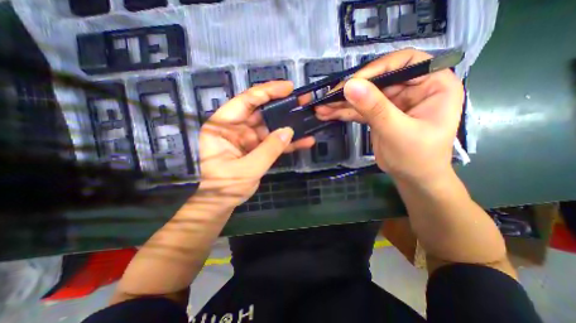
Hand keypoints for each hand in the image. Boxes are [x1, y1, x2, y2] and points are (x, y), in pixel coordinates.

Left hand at [199, 81, 314, 208]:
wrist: (223, 202)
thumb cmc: (225, 186)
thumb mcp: (247, 169)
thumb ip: (268, 150)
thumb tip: (288, 130)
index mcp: (223, 126)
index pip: (245, 101)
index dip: (266, 92)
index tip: (287, 88)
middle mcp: (235, 128)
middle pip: (260, 110)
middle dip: (281, 105)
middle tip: (302, 99)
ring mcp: (247, 138)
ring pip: (270, 125)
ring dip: (287, 123)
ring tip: (307, 116)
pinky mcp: (257, 147)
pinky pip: (273, 141)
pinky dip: (287, 142)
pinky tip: (304, 141)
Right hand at [314, 47, 462, 182]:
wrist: (412, 178)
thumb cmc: (417, 157)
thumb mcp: (397, 131)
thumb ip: (375, 108)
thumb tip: (351, 86)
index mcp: (432, 84)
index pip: (405, 62)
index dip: (378, 68)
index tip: (353, 82)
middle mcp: (411, 88)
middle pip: (377, 80)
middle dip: (351, 90)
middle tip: (328, 97)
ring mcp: (392, 102)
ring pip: (364, 96)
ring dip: (342, 102)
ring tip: (322, 107)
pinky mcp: (378, 114)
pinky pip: (359, 109)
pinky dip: (343, 112)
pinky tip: (328, 114)